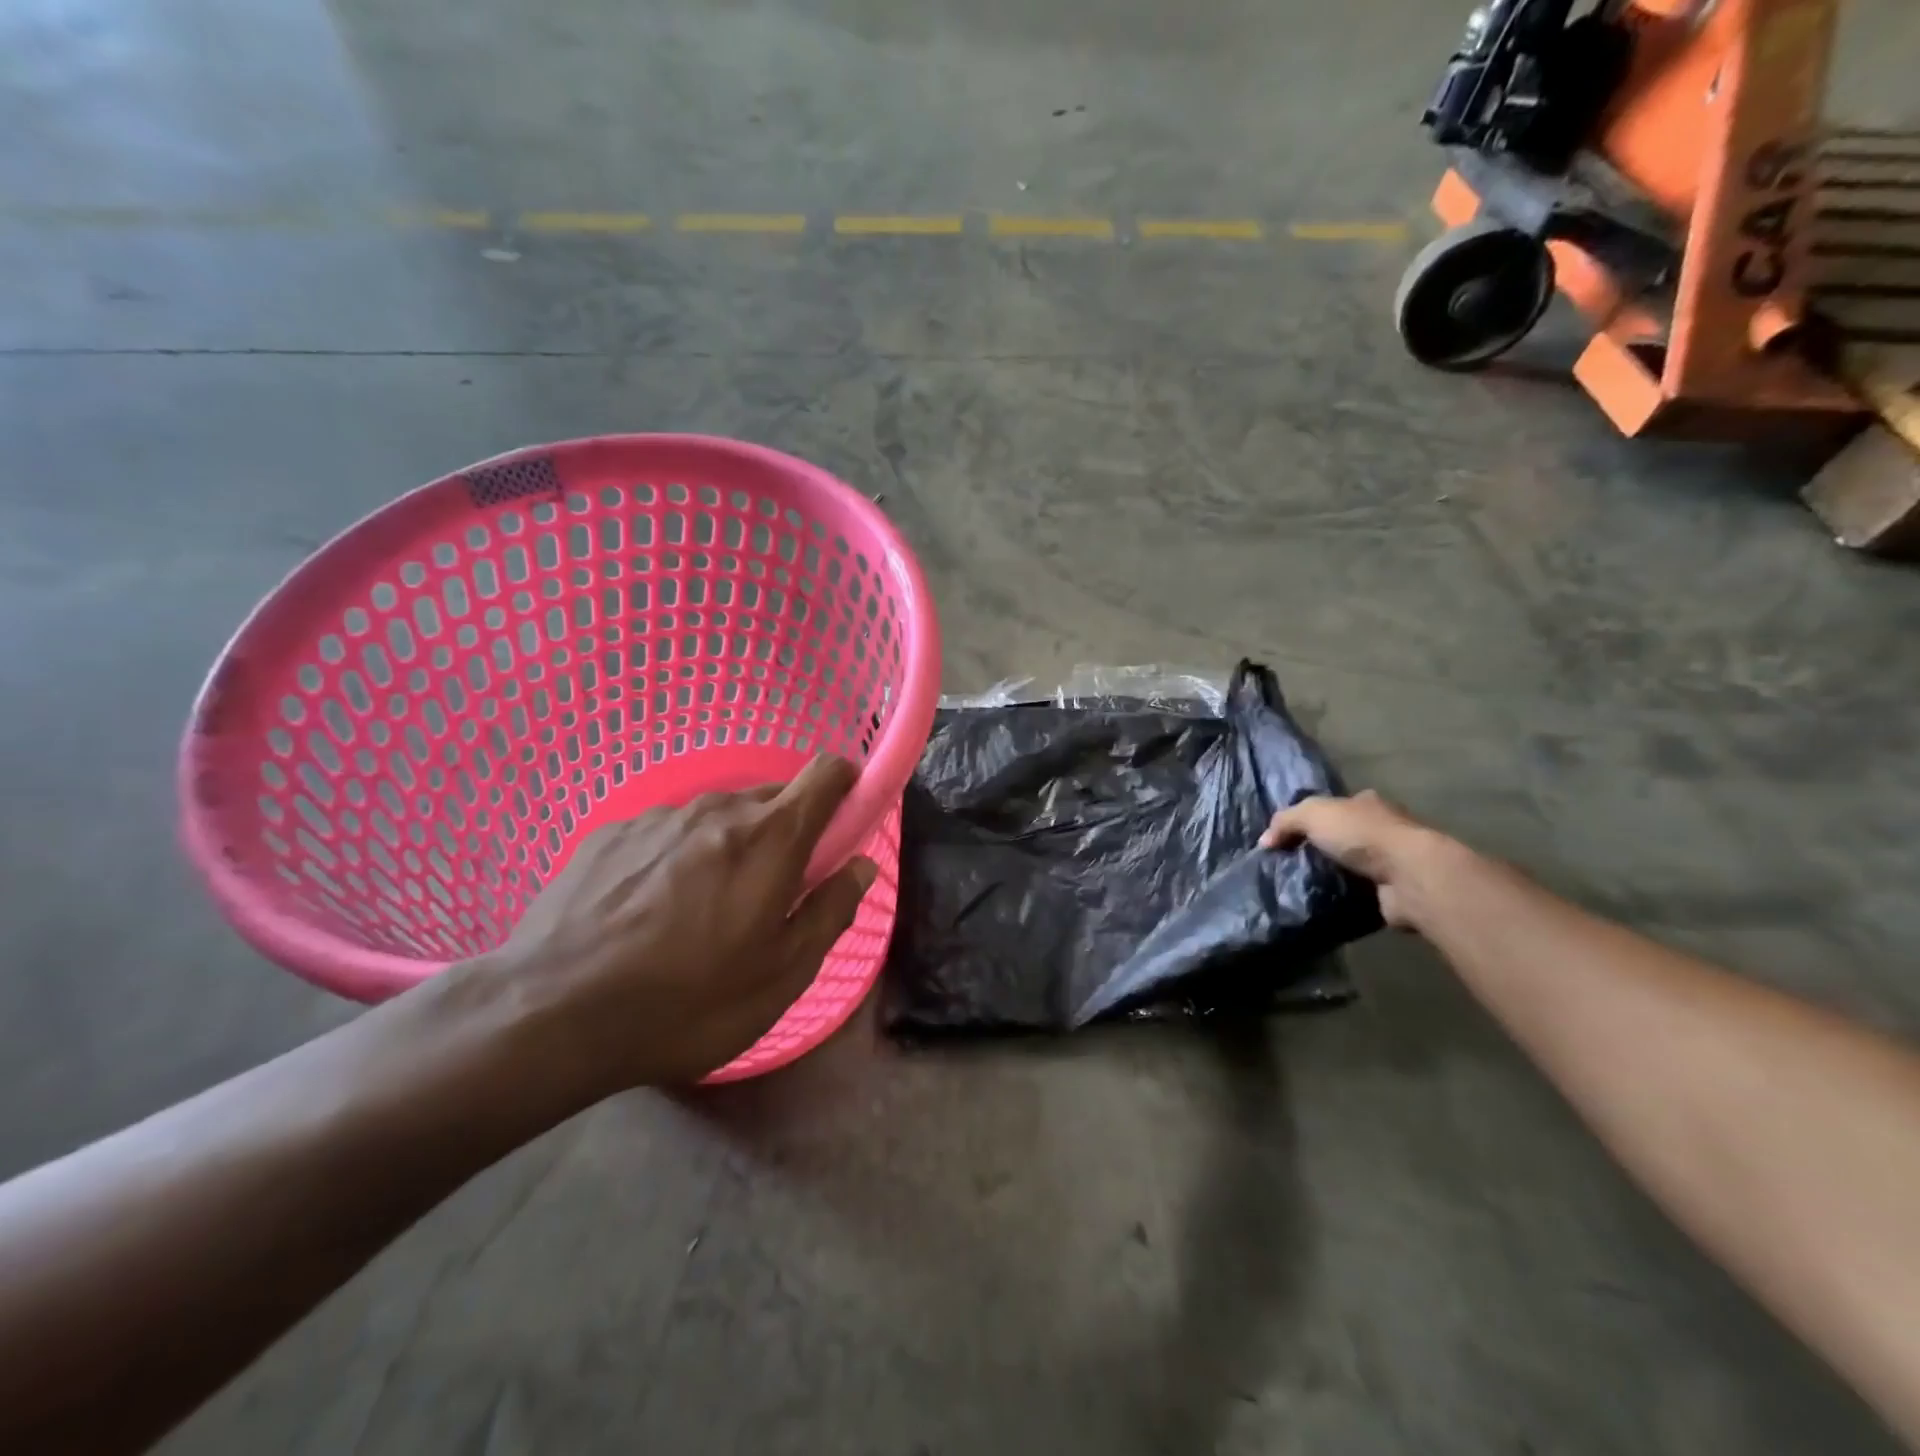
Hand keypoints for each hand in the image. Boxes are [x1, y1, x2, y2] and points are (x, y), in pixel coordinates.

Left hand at [483, 755, 876, 1089]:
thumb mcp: (782, 976)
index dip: (848, 787)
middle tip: (772, 893)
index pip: (827, 772)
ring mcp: (658, 816)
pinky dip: (680, 856)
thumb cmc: (687, 1003)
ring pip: (719, 816)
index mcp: (769, 837)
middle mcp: (717, 808)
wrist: (548, 1015)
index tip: (845, 825)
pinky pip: (669, 831)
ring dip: (732, 846)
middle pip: (774, 796)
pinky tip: (650, 912)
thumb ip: (831, 910)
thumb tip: (861, 866)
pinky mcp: (610, 832)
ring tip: (704, 912)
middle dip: (789, 832)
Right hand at [1260, 790, 1443, 930]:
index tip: (1292, 836)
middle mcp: (1383, 829)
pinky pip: (1359, 893)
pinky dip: (1344, 897)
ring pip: (1352, 866)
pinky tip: (1321, 902)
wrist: (1409, 876)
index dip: (1314, 818)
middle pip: (1345, 836)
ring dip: (1332, 875)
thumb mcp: (1313, 814)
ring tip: (1299, 886)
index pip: (1337, 806)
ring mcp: (1391, 862)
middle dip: (1322, 848)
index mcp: (1367, 804)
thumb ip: (1285, 821)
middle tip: (1291, 863)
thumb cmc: (1362, 835)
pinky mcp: (1393, 892)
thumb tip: (1265, 841)